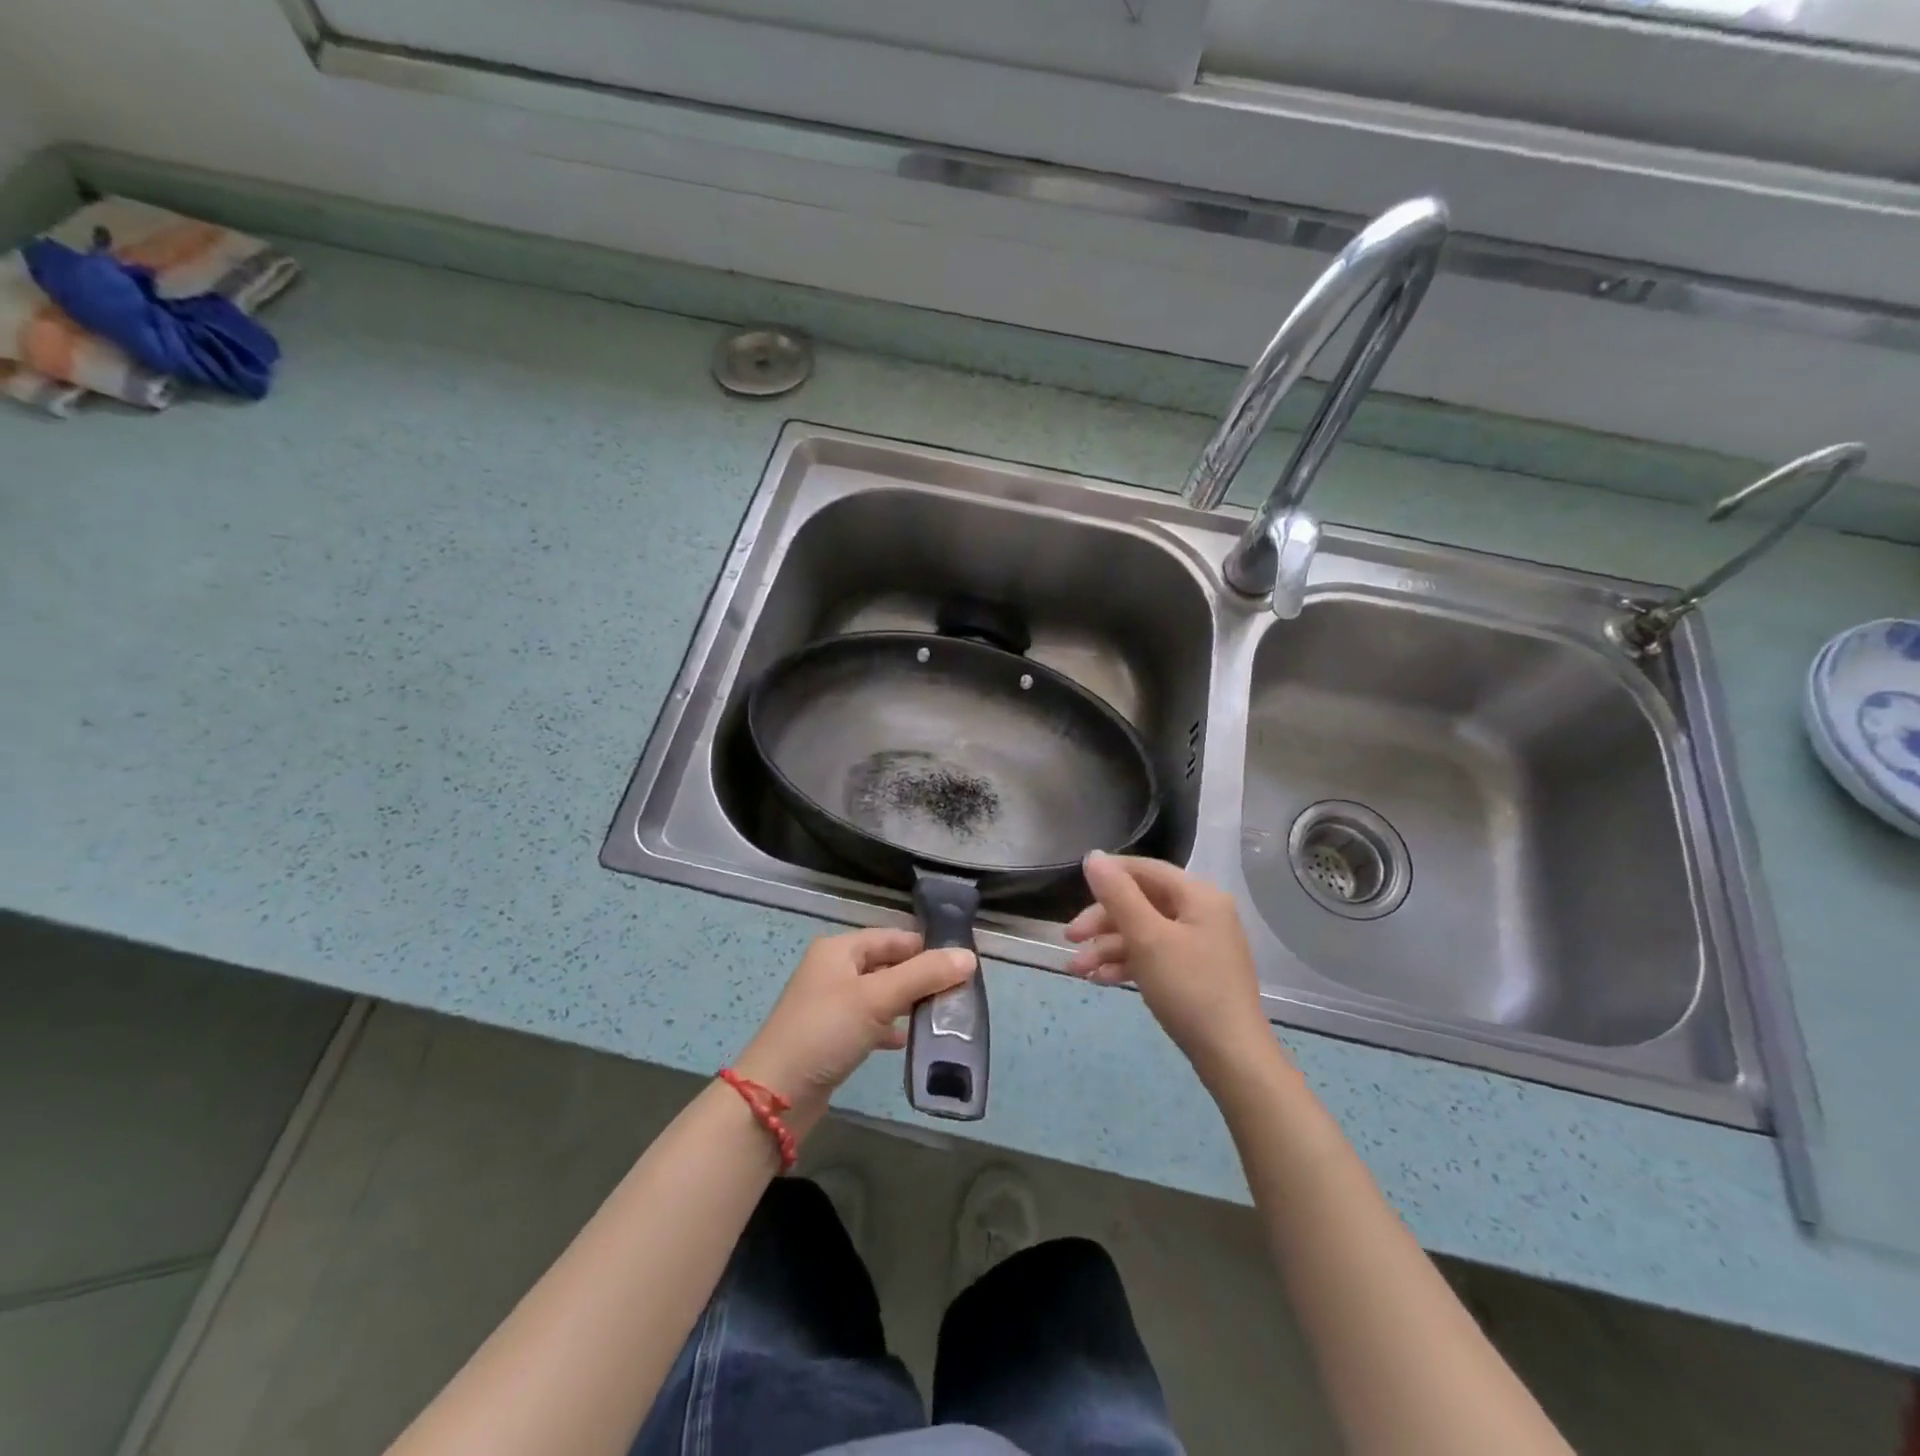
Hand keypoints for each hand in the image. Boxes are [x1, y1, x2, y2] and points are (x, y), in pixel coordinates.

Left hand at [734, 929, 975, 1135]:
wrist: (775, 1095)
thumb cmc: (826, 1032)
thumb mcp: (877, 998)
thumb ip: (924, 975)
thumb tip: (969, 957)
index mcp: (840, 949)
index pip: (893, 938)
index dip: (926, 948)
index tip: (962, 965)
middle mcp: (834, 970)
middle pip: (888, 965)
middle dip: (921, 977)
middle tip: (958, 994)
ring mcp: (831, 1004)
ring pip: (881, 994)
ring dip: (908, 1003)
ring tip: (941, 1017)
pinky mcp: (832, 1036)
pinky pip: (870, 1022)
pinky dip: (890, 1027)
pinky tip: (907, 1042)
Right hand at [1066, 853, 1279, 1088]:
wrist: (1231, 1056)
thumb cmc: (1189, 988)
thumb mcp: (1147, 938)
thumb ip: (1118, 895)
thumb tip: (1093, 856)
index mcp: (1199, 896)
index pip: (1146, 870)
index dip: (1109, 875)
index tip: (1074, 889)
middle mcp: (1201, 913)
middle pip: (1141, 902)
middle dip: (1102, 922)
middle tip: (1070, 939)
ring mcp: (1199, 945)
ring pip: (1143, 933)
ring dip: (1107, 947)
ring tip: (1077, 971)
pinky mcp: (1194, 973)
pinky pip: (1154, 956)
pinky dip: (1127, 964)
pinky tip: (1101, 980)